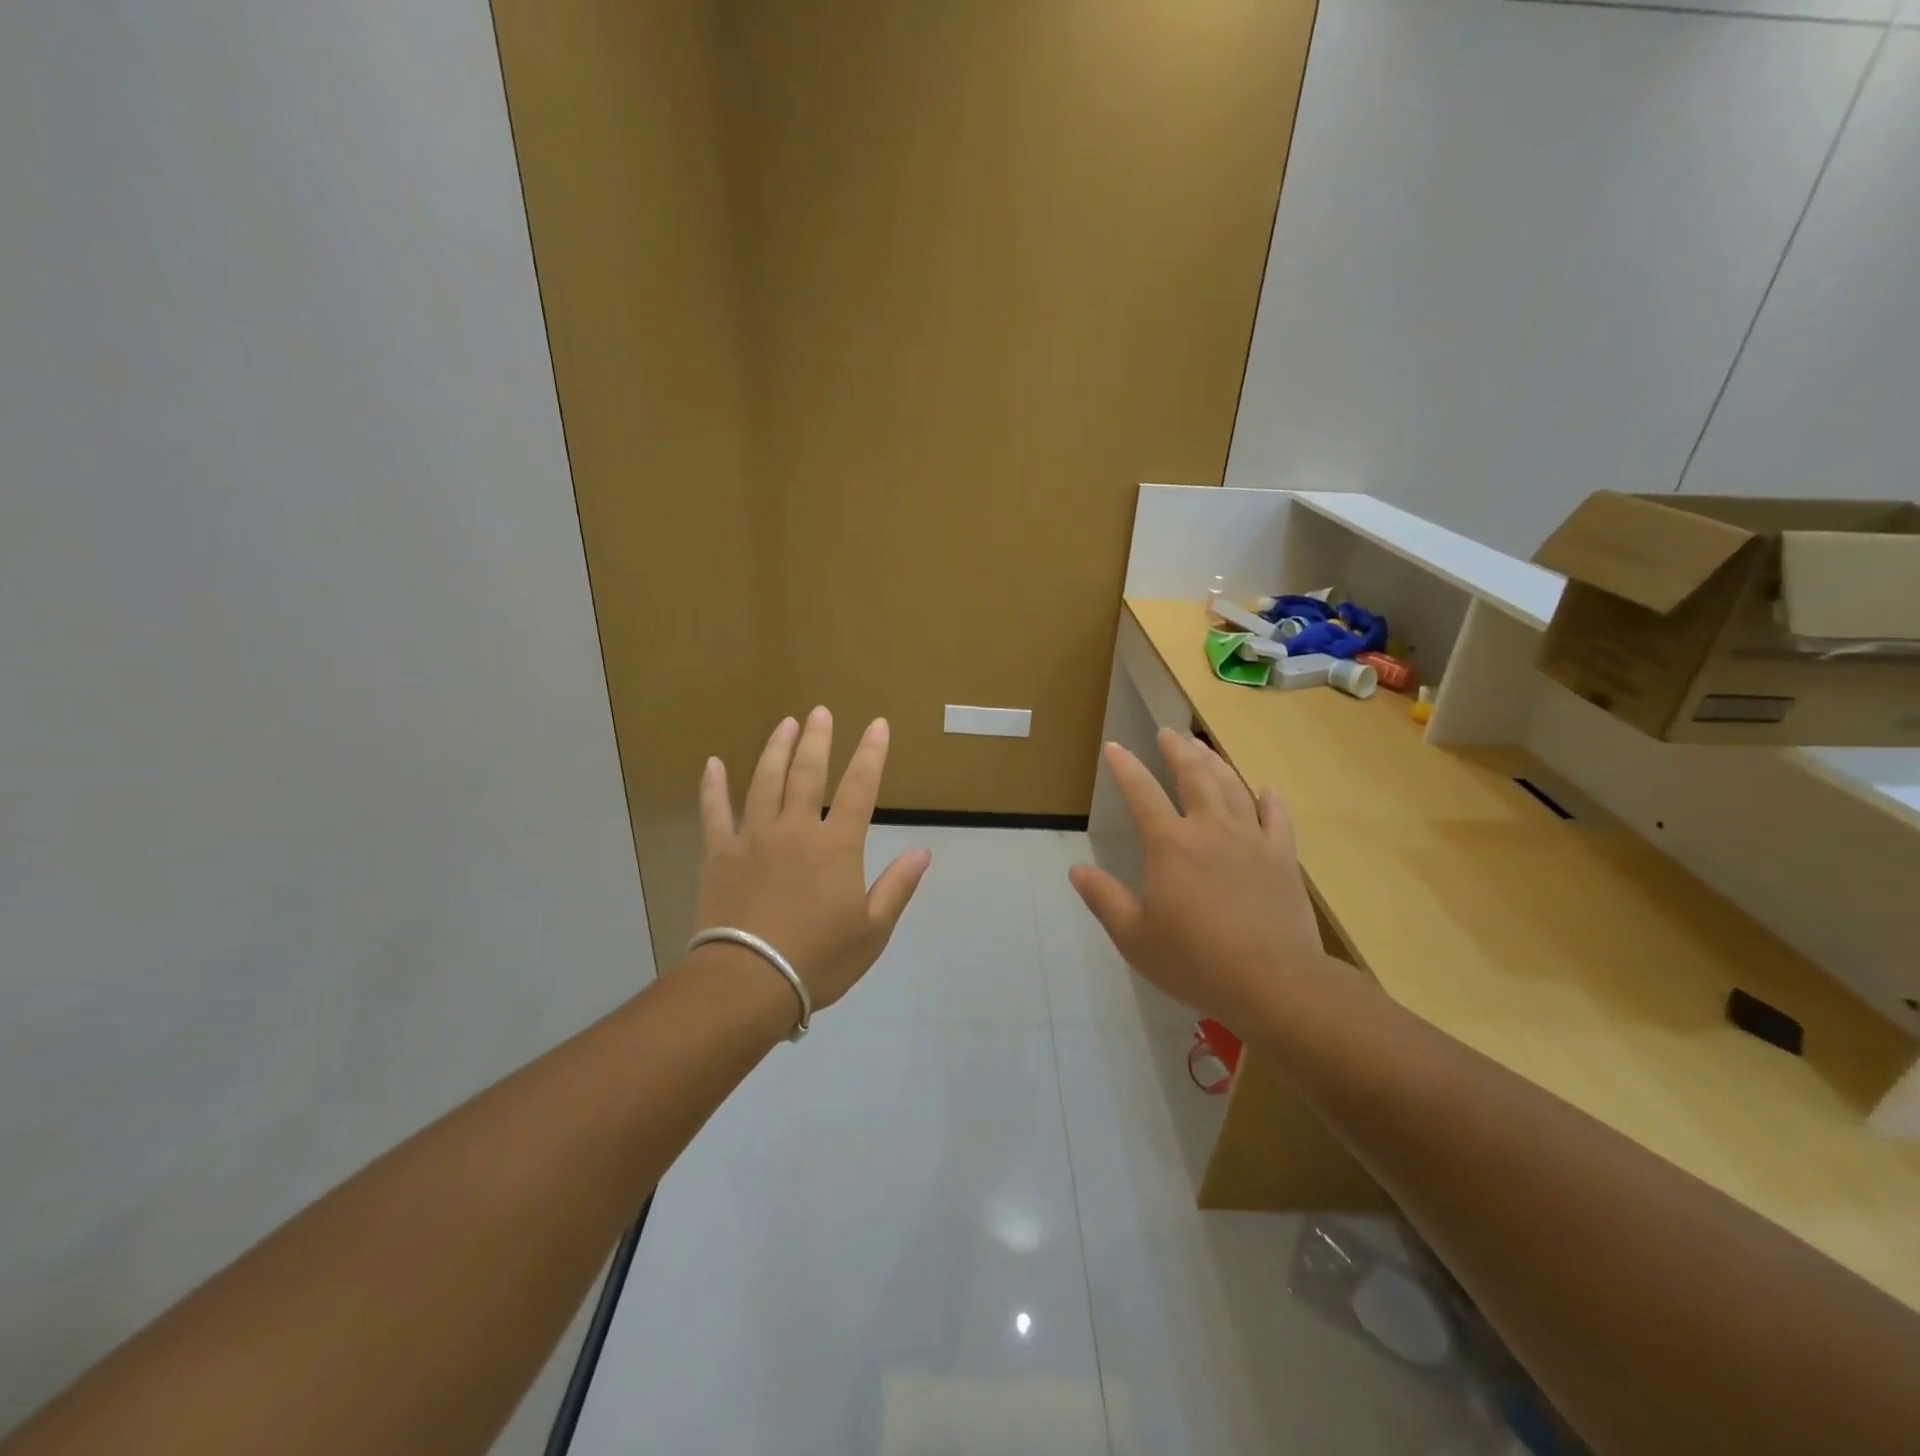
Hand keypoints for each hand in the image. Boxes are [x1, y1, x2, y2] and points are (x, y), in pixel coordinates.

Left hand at [695, 707, 931, 1011]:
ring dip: (775, 749)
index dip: (871, 754)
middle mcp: (795, 830)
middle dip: (817, 739)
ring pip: (764, 782)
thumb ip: (897, 887)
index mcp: (836, 846)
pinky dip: (712, 787)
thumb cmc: (818, 959)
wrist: (748, 982)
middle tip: (820, 711)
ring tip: (784, 723)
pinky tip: (712, 763)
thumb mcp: (872, 930)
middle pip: (808, 773)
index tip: (877, 725)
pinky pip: (713, 812)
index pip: (860, 789)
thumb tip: (922, 851)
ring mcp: (753, 838)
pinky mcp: (719, 854)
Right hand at [1069, 727, 1341, 1029]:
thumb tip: (1076, 871)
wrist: (1274, 981)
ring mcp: (1252, 840)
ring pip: (1233, 787)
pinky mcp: (1283, 858)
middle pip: (1194, 776)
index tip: (1114, 747)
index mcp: (1171, 845)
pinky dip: (1269, 800)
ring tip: (1203, 747)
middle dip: (1177, 750)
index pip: (1141, 794)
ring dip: (1215, 763)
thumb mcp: (1134, 936)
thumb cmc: (1195, 960)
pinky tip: (1266, 790)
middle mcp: (1210, 830)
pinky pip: (1277, 819)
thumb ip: (1104, 899)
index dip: (1125, 768)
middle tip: (1168, 732)